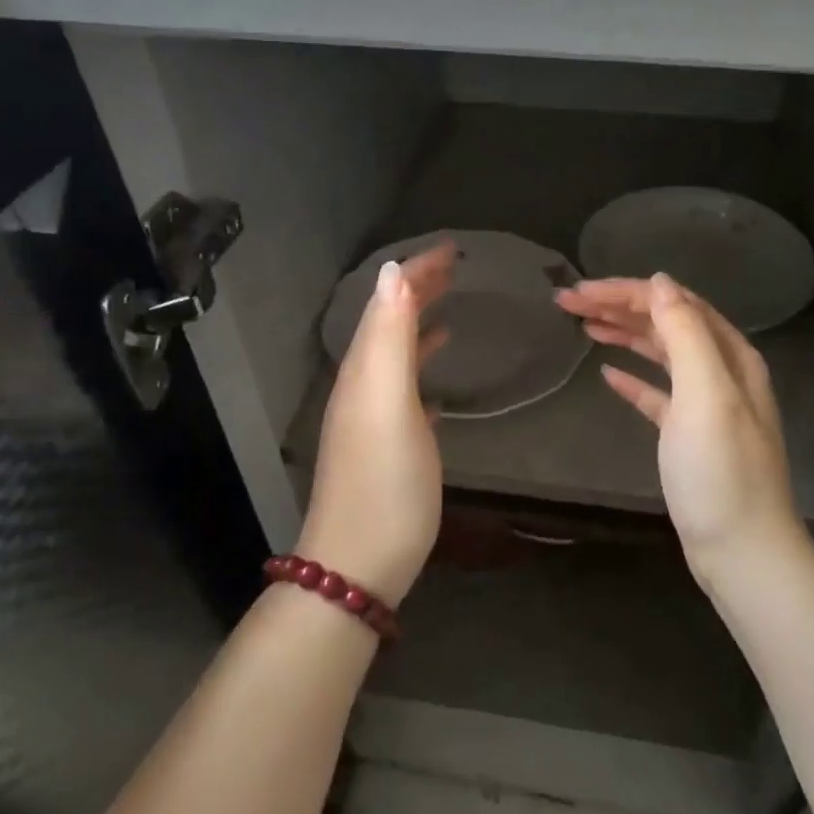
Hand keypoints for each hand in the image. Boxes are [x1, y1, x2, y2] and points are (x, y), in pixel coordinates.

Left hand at [298, 242, 455, 604]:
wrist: (359, 564)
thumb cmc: (384, 481)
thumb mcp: (387, 402)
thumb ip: (389, 336)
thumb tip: (392, 271)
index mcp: (364, 371)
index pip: (387, 304)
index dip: (416, 273)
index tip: (452, 249)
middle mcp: (362, 387)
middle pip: (390, 324)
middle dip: (418, 291)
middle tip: (455, 267)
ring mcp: (371, 419)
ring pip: (396, 356)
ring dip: (420, 325)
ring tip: (449, 308)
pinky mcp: (386, 447)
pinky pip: (404, 391)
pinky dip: (420, 371)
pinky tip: (438, 381)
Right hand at [556, 274, 804, 576]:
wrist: (741, 550)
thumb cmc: (720, 471)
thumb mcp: (705, 394)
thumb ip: (685, 333)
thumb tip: (660, 282)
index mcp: (729, 355)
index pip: (673, 303)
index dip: (626, 291)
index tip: (580, 291)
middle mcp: (720, 371)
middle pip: (665, 323)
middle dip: (618, 307)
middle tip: (568, 303)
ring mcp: (705, 404)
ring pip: (660, 353)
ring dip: (622, 334)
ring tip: (582, 325)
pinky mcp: (688, 435)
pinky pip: (657, 392)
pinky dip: (633, 378)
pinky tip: (607, 374)